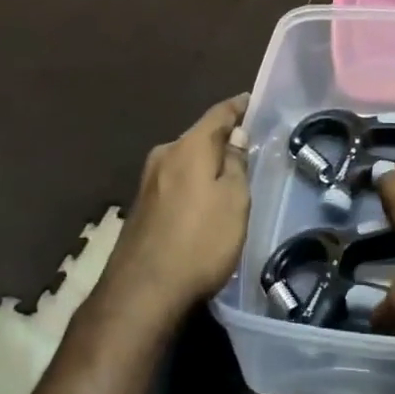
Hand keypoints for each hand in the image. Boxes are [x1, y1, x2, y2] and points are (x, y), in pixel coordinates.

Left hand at [104, 95, 249, 320]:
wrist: (142, 292)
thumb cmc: (200, 241)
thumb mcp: (234, 201)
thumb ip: (236, 164)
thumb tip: (235, 135)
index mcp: (188, 147)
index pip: (218, 114)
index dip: (238, 106)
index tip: (252, 101)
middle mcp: (164, 156)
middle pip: (199, 137)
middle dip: (222, 137)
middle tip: (249, 143)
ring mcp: (148, 182)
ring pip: (186, 160)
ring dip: (207, 162)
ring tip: (231, 172)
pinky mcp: (142, 207)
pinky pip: (176, 180)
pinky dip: (194, 181)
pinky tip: (205, 198)